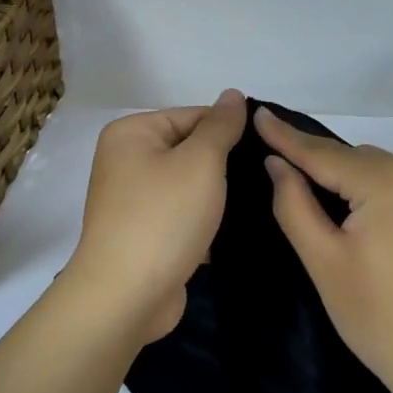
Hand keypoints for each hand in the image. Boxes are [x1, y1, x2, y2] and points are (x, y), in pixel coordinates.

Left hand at [65, 90, 248, 343]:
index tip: (266, 150)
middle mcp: (126, 160)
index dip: (230, 130)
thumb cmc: (163, 217)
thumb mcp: (200, 162)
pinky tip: (236, 229)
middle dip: (225, 165)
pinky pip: (182, 215)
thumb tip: (233, 94)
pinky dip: (205, 221)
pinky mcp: (144, 234)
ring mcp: (133, 200)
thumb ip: (221, 125)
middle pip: (190, 149)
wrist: (126, 297)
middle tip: (267, 177)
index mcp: (131, 133)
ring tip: (259, 202)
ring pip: (189, 185)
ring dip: (218, 195)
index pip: (193, 115)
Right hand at [256, 106, 392, 392]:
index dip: (284, 135)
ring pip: (372, 170)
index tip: (255, 111)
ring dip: (341, 177)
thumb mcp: (325, 262)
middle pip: (349, 158)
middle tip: (272, 161)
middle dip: (312, 160)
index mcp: (386, 181)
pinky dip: (367, 188)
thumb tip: (276, 163)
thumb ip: (294, 205)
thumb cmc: (382, 319)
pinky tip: (351, 210)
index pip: (321, 152)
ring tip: (307, 189)